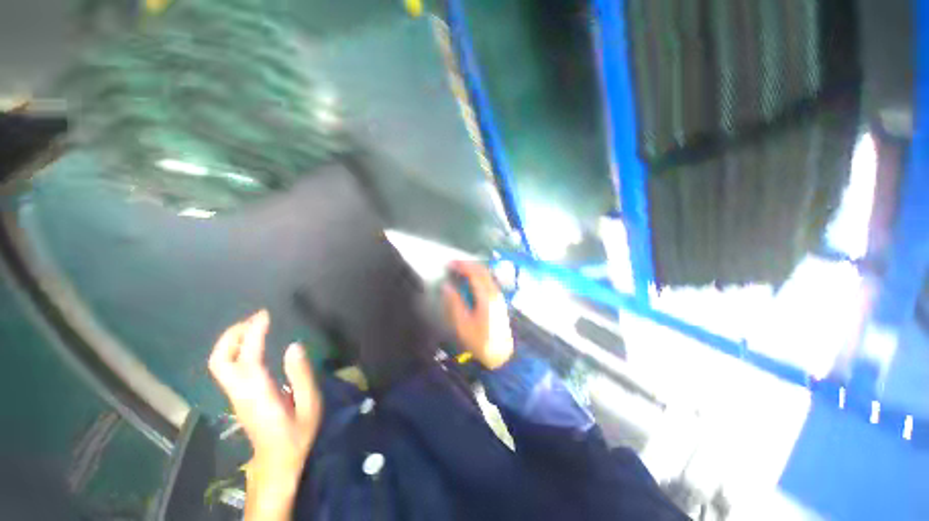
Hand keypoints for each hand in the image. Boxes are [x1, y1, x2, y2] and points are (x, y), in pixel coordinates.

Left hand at [208, 310, 321, 505]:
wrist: (277, 462)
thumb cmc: (296, 434)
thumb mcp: (309, 405)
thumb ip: (301, 375)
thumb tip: (294, 345)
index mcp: (258, 393)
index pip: (248, 357)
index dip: (254, 333)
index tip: (265, 314)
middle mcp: (240, 392)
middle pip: (220, 360)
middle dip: (232, 334)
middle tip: (254, 319)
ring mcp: (235, 395)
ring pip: (220, 363)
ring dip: (233, 340)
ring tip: (255, 326)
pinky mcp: (238, 397)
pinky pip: (228, 368)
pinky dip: (237, 350)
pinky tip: (253, 344)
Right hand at [442, 261, 513, 369]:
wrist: (501, 355)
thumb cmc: (480, 341)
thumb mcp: (463, 325)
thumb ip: (454, 303)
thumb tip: (446, 286)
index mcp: (486, 297)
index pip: (474, 274)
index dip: (462, 266)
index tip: (449, 263)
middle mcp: (494, 293)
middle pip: (483, 271)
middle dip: (468, 264)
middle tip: (453, 264)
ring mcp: (498, 296)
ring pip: (487, 275)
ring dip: (474, 269)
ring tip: (460, 270)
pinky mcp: (499, 300)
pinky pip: (489, 281)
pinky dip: (479, 276)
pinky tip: (471, 281)